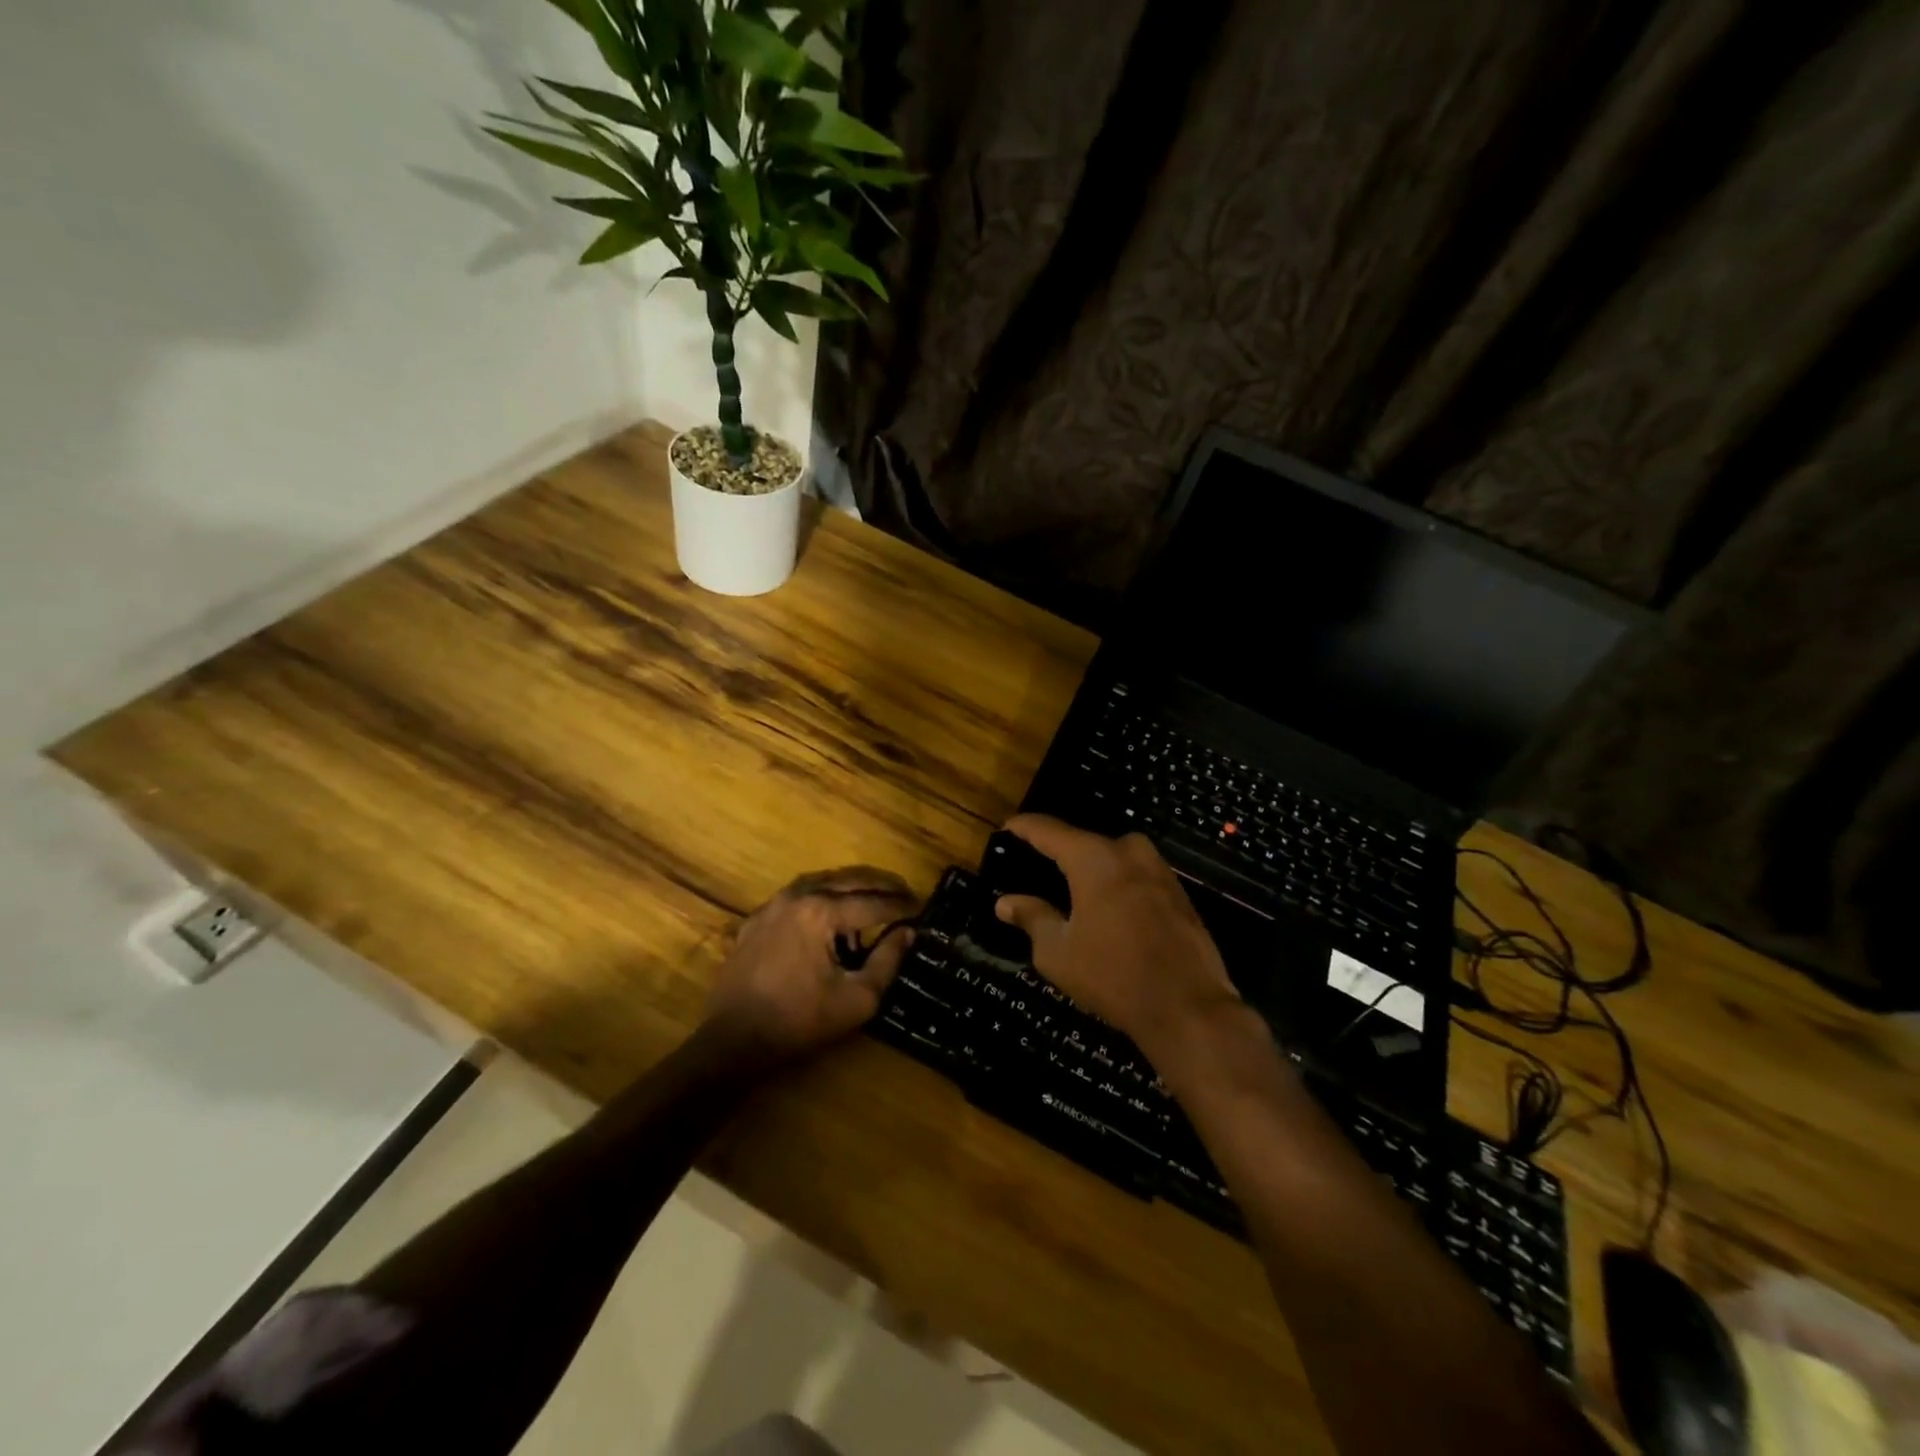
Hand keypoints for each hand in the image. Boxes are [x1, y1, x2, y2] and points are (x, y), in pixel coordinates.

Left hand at [705, 866, 917, 1057]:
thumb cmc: (799, 1021)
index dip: (901, 906)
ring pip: (823, 881)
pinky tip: (832, 912)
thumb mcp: (856, 999)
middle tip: (906, 893)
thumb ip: (887, 961)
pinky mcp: (758, 918)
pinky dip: (823, 896)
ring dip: (852, 886)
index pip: (873, 903)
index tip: (923, 908)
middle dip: (881, 885)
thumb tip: (907, 932)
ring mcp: (774, 904)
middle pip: (849, 880)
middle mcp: (798, 896)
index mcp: (822, 912)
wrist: (732, 1039)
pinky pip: (798, 895)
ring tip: (875, 896)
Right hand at [994, 816, 1247, 1074]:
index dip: (1024, 827)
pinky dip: (1116, 885)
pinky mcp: (1178, 892)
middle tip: (1036, 870)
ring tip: (1069, 892)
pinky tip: (1105, 910)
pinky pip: (1135, 876)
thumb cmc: (1113, 975)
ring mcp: (1158, 869)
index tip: (1006, 827)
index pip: (1048, 830)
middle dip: (1059, 853)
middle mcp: (1128, 851)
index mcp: (1094, 858)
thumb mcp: (1058, 952)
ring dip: (1091, 870)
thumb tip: (1005, 902)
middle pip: (1083, 842)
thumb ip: (1032, 918)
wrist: (1188, 1007)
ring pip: (1113, 858)